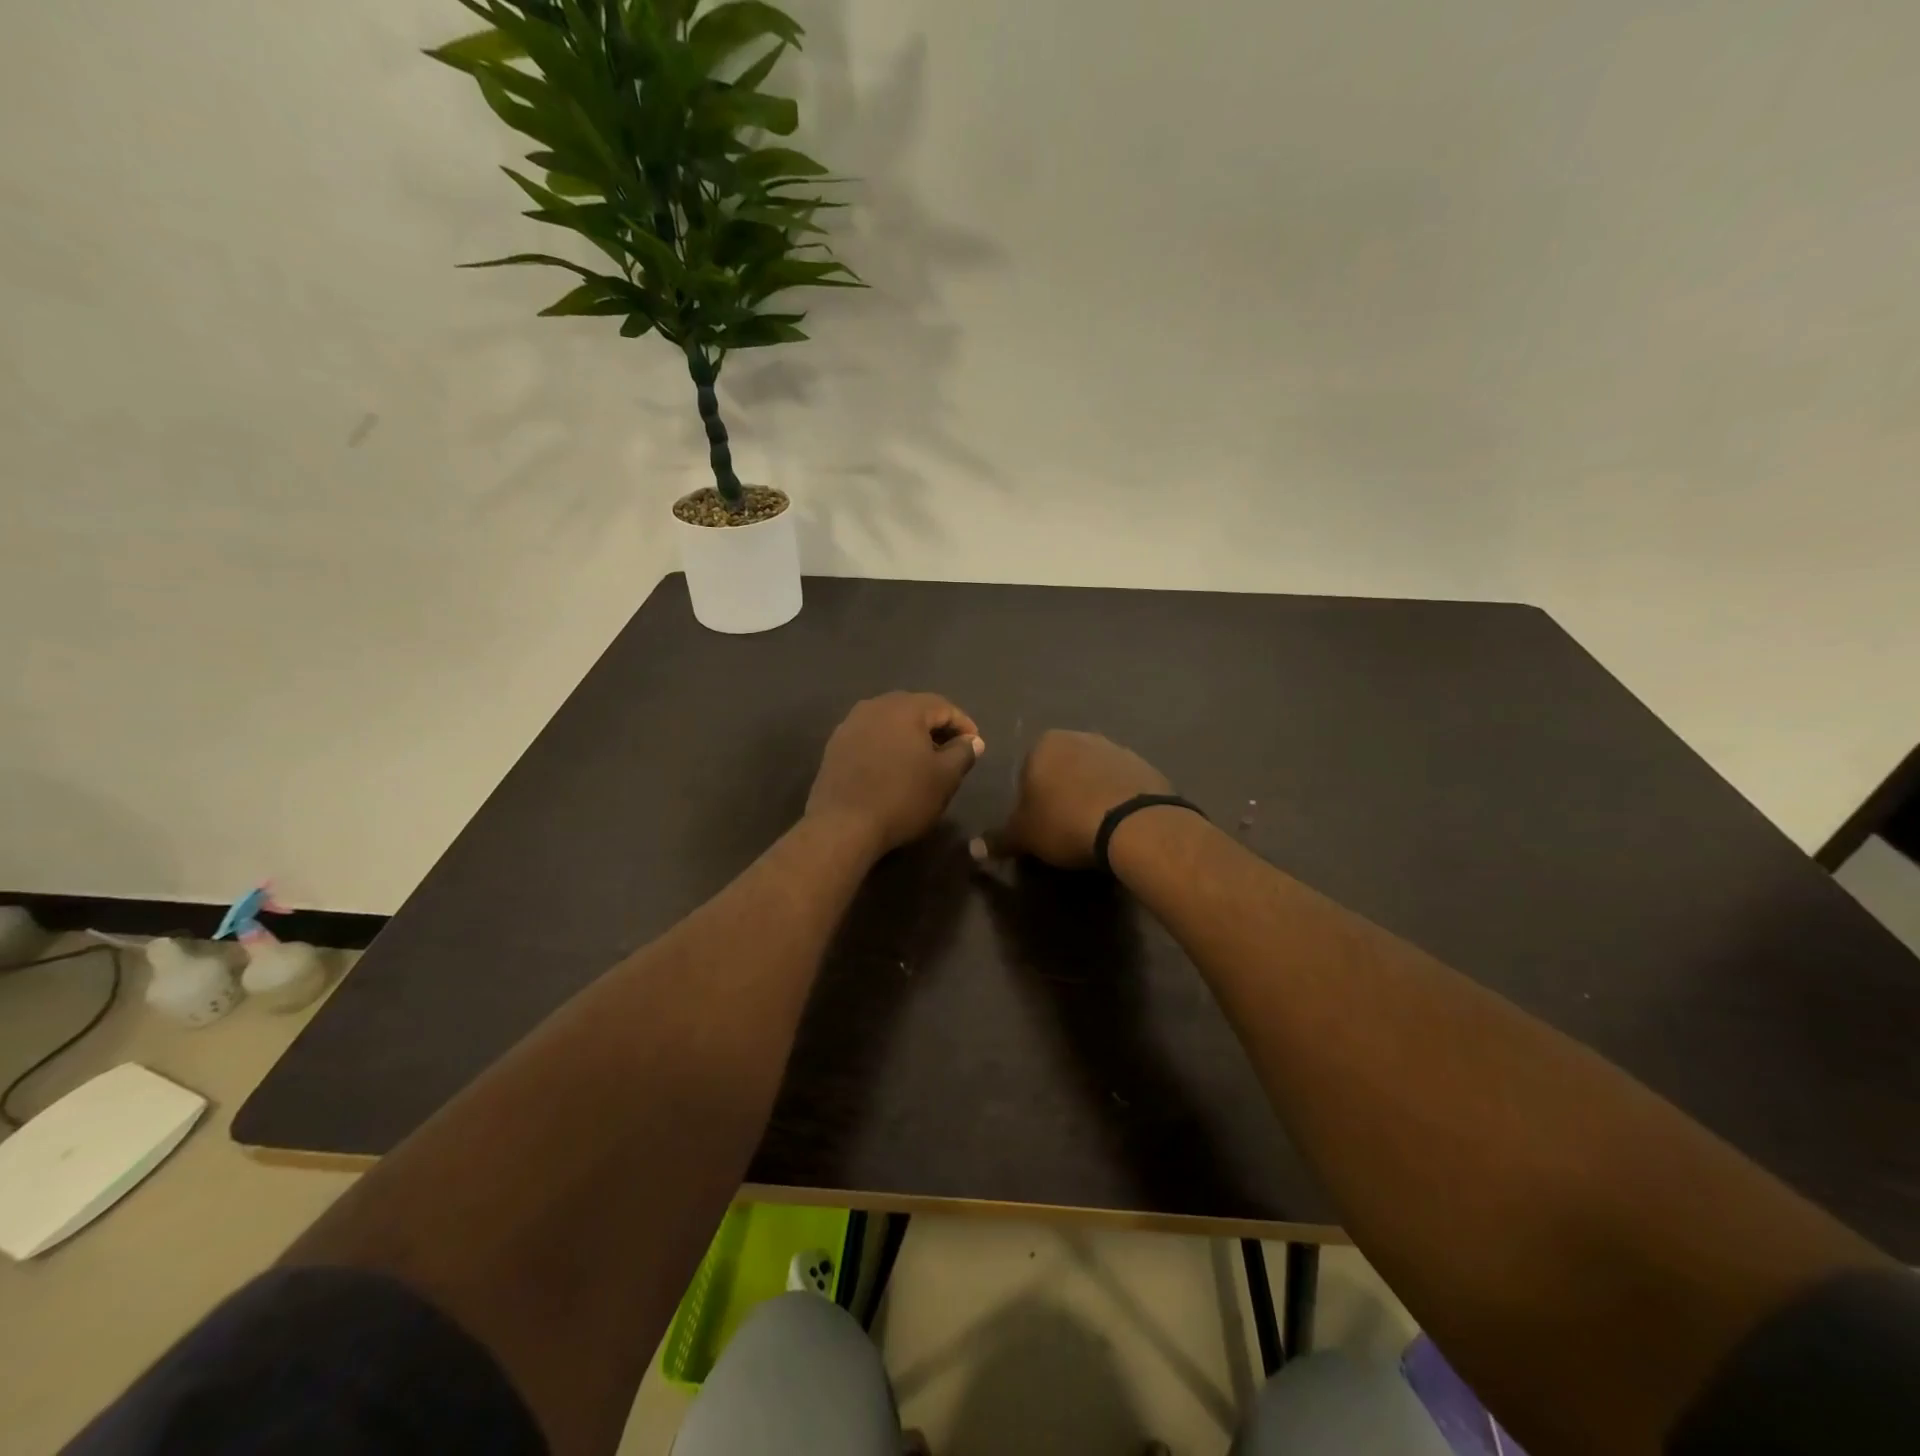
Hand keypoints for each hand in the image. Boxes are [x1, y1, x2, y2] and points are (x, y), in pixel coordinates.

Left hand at [806, 692, 984, 855]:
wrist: (843, 825)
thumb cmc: (902, 797)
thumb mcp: (944, 778)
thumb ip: (963, 753)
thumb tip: (973, 741)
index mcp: (904, 708)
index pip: (943, 706)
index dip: (963, 725)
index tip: (975, 746)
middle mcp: (875, 706)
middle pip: (914, 709)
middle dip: (936, 727)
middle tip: (951, 751)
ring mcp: (850, 724)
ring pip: (890, 722)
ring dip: (910, 736)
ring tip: (922, 760)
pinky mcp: (835, 745)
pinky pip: (870, 737)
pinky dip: (887, 746)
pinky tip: (892, 768)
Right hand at [971, 730, 1171, 868]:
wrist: (1133, 825)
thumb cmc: (1065, 822)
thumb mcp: (1024, 836)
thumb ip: (998, 840)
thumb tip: (972, 850)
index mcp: (1045, 744)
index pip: (1027, 771)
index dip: (1031, 801)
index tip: (1040, 826)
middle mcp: (1080, 737)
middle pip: (1063, 768)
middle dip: (1062, 793)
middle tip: (1065, 828)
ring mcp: (1116, 749)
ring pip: (1094, 774)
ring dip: (1091, 795)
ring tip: (1094, 829)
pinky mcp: (1145, 766)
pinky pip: (1122, 784)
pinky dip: (1117, 800)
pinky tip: (1119, 825)